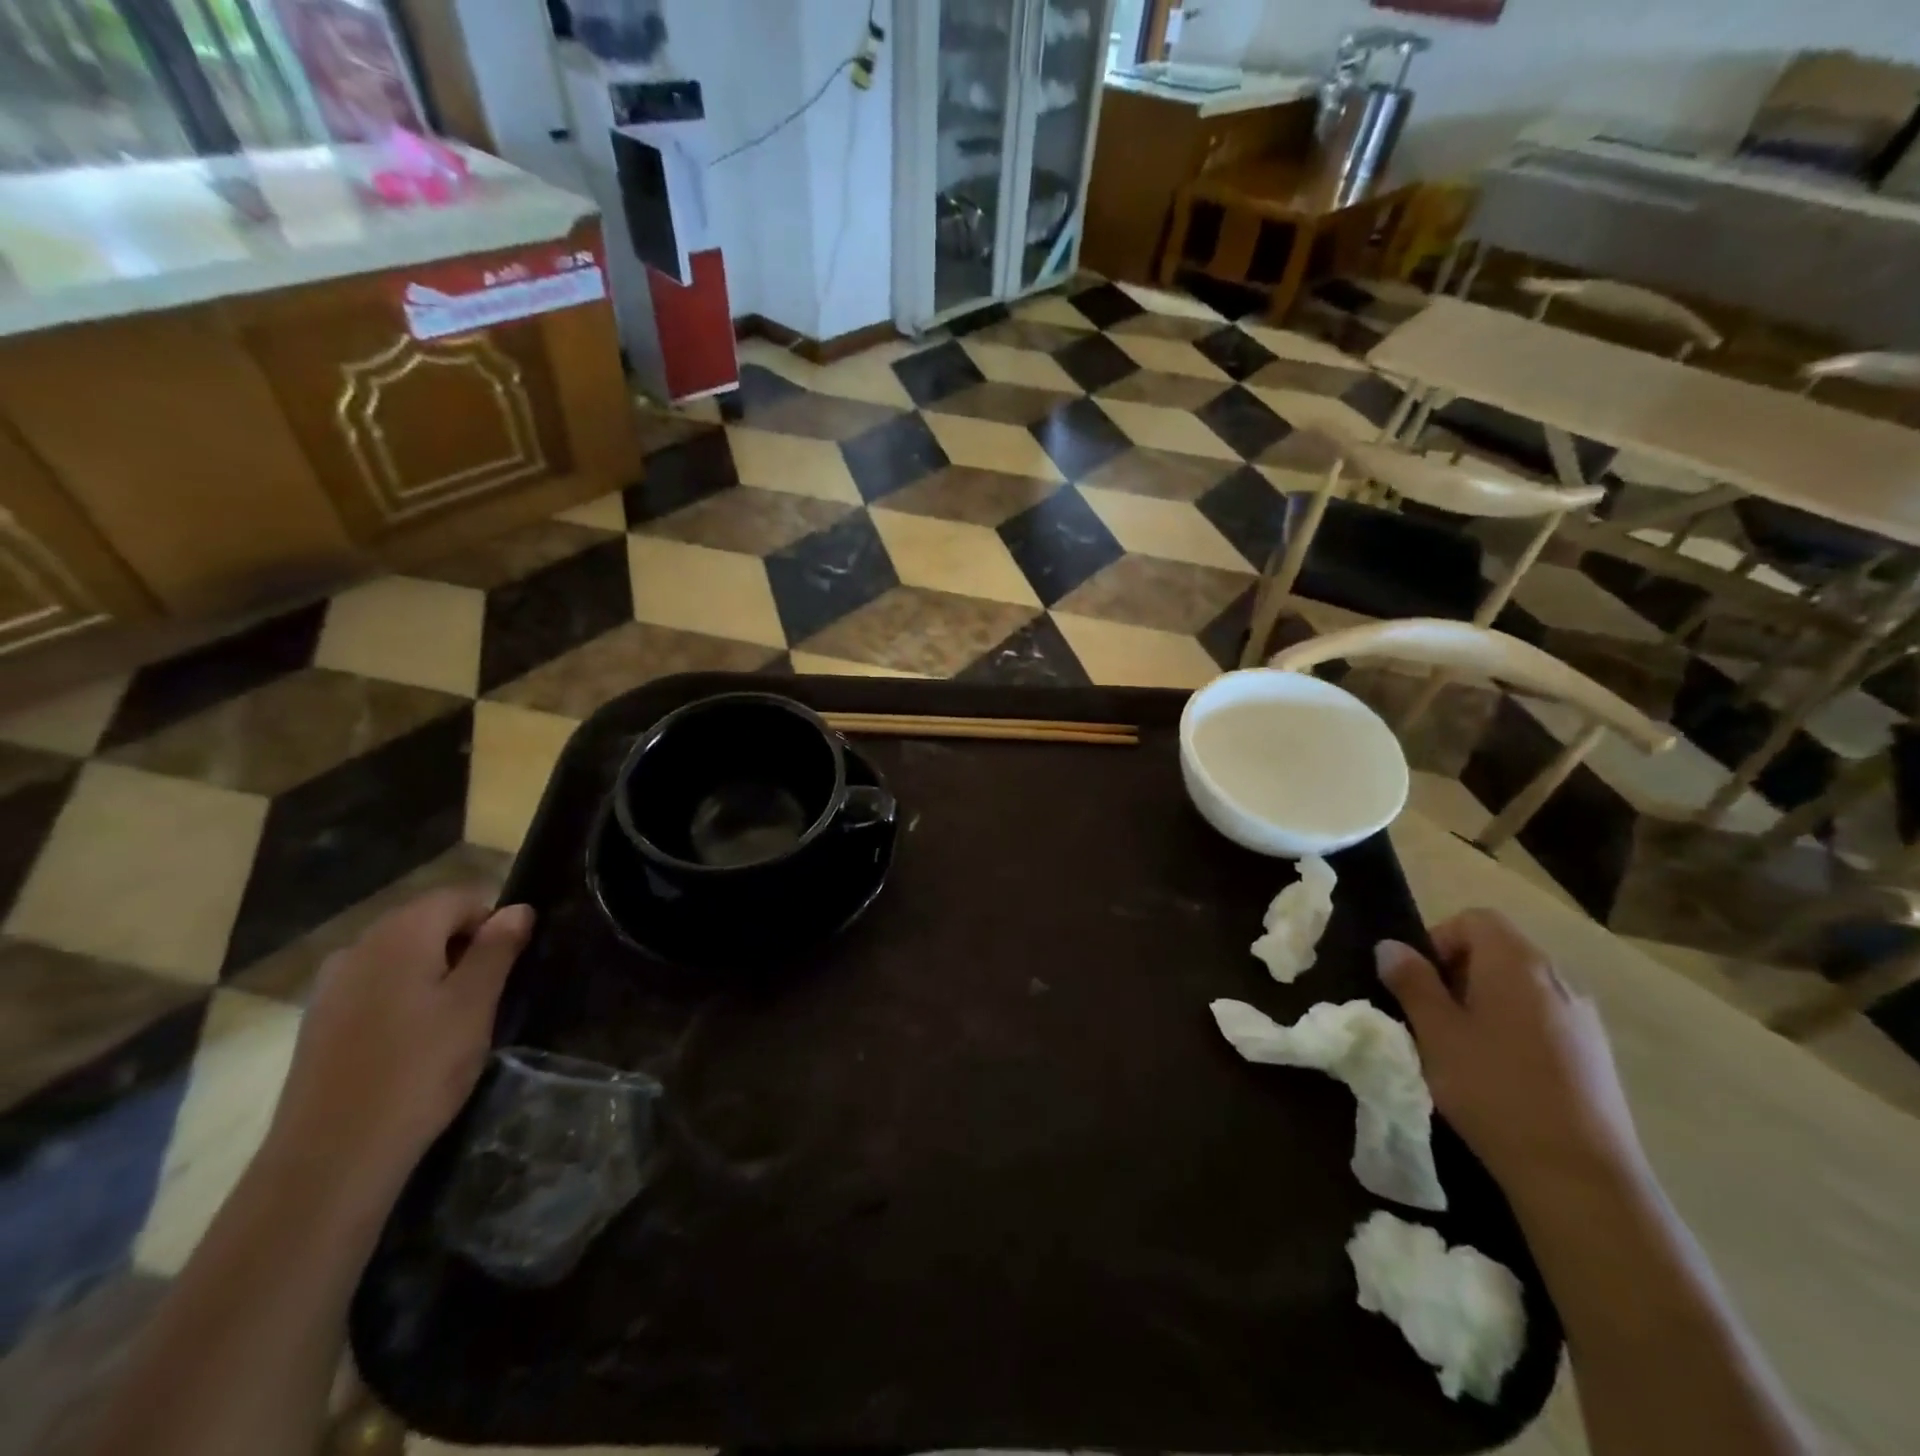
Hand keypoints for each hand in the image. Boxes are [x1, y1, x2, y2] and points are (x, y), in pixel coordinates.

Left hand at [265, 889, 534, 1199]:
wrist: (332, 1157)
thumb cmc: (419, 1069)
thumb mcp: (475, 1004)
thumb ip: (497, 949)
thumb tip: (517, 909)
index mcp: (399, 935)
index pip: (458, 897)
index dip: (492, 921)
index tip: (508, 965)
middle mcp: (358, 947)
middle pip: (426, 922)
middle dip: (463, 946)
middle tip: (487, 994)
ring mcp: (331, 986)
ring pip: (400, 957)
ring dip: (434, 973)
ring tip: (454, 1020)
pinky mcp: (319, 1023)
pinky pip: (374, 987)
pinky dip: (403, 998)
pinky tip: (414, 1041)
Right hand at [1376, 908, 1645, 1198]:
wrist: (1580, 1175)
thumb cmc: (1494, 1089)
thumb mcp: (1436, 1032)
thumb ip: (1412, 982)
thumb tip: (1391, 947)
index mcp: (1517, 963)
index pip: (1475, 919)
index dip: (1439, 939)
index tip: (1419, 981)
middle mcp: (1558, 978)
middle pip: (1499, 949)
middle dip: (1458, 972)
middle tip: (1432, 1015)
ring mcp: (1583, 1017)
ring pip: (1521, 986)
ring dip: (1486, 1001)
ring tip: (1463, 1046)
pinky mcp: (1596, 1054)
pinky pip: (1544, 1017)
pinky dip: (1514, 1027)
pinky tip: (1502, 1072)